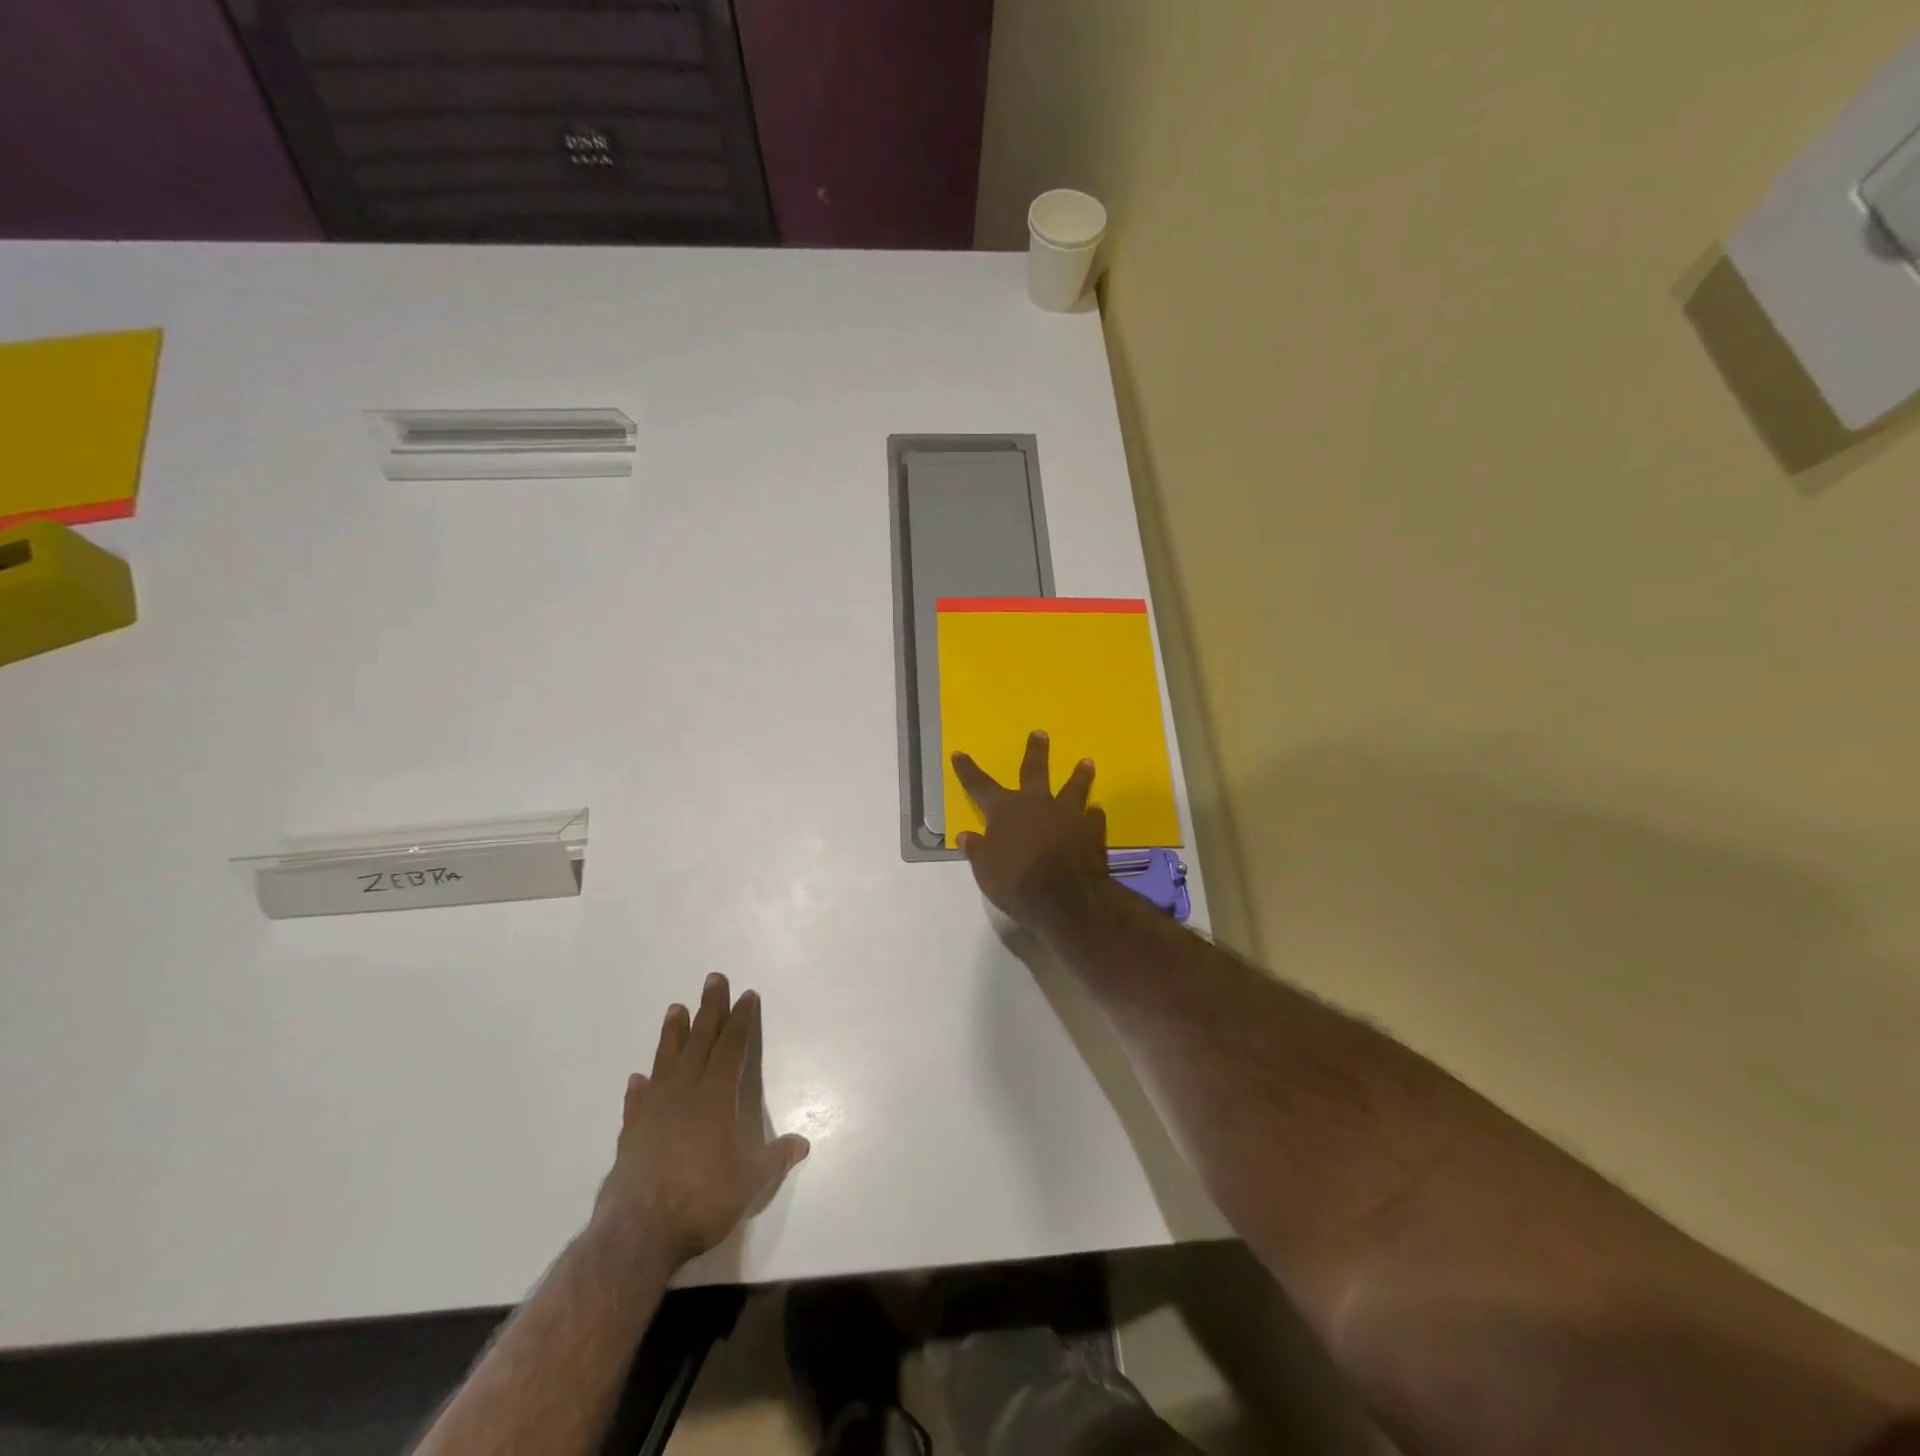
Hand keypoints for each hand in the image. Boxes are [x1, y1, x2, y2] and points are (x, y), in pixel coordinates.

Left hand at [595, 973, 809, 1265]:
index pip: (732, 1047)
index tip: (746, 995)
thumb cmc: (702, 1200)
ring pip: (666, 1062)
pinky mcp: (630, 1135)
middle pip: (699, 1041)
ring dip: (672, 1035)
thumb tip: (804, 1143)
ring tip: (674, 1009)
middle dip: (709, 1009)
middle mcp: (684, 1094)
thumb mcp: (750, 1182)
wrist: (637, 1234)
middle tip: (713, 979)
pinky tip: (637, 1079)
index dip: (741, 1020)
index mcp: (716, 1097)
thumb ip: (775, 1159)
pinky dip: (639, 1089)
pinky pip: (636, 1103)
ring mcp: (653, 1112)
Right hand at [951, 730, 1109, 927]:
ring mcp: (1068, 815)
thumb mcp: (985, 870)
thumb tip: (966, 836)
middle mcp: (1036, 804)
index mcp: (1005, 811)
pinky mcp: (1092, 831)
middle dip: (1036, 751)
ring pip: (1074, 787)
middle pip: (1034, 771)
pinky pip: (1094, 818)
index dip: (967, 770)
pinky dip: (1094, 814)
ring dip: (1079, 775)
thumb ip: (977, 850)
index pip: (979, 786)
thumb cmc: (1016, 882)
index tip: (959, 753)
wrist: (1065, 898)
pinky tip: (1097, 810)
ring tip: (1086, 762)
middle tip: (1041, 733)